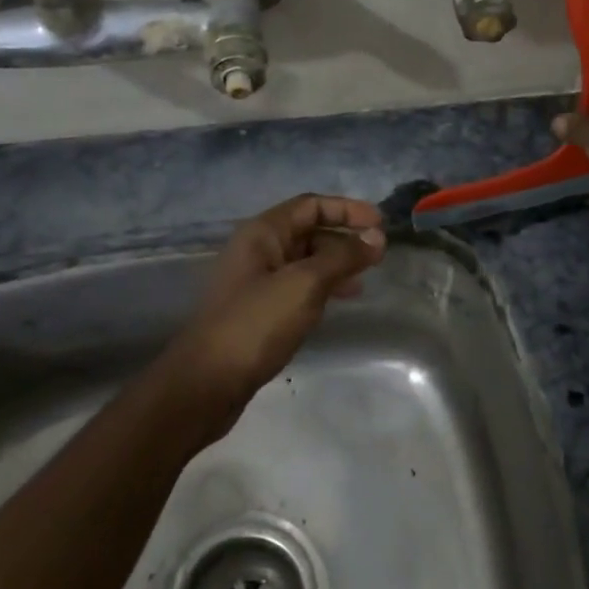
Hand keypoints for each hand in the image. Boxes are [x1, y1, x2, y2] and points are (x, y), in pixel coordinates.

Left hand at [155, 194, 386, 448]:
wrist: (207, 382)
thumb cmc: (256, 323)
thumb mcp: (305, 284)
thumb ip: (343, 257)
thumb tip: (377, 237)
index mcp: (262, 233)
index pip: (311, 205)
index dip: (347, 209)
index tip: (380, 224)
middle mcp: (257, 250)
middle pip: (308, 231)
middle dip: (344, 238)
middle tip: (377, 256)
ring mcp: (256, 282)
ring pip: (304, 261)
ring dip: (336, 264)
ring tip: (364, 281)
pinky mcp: (258, 310)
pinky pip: (297, 286)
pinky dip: (322, 287)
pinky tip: (337, 302)